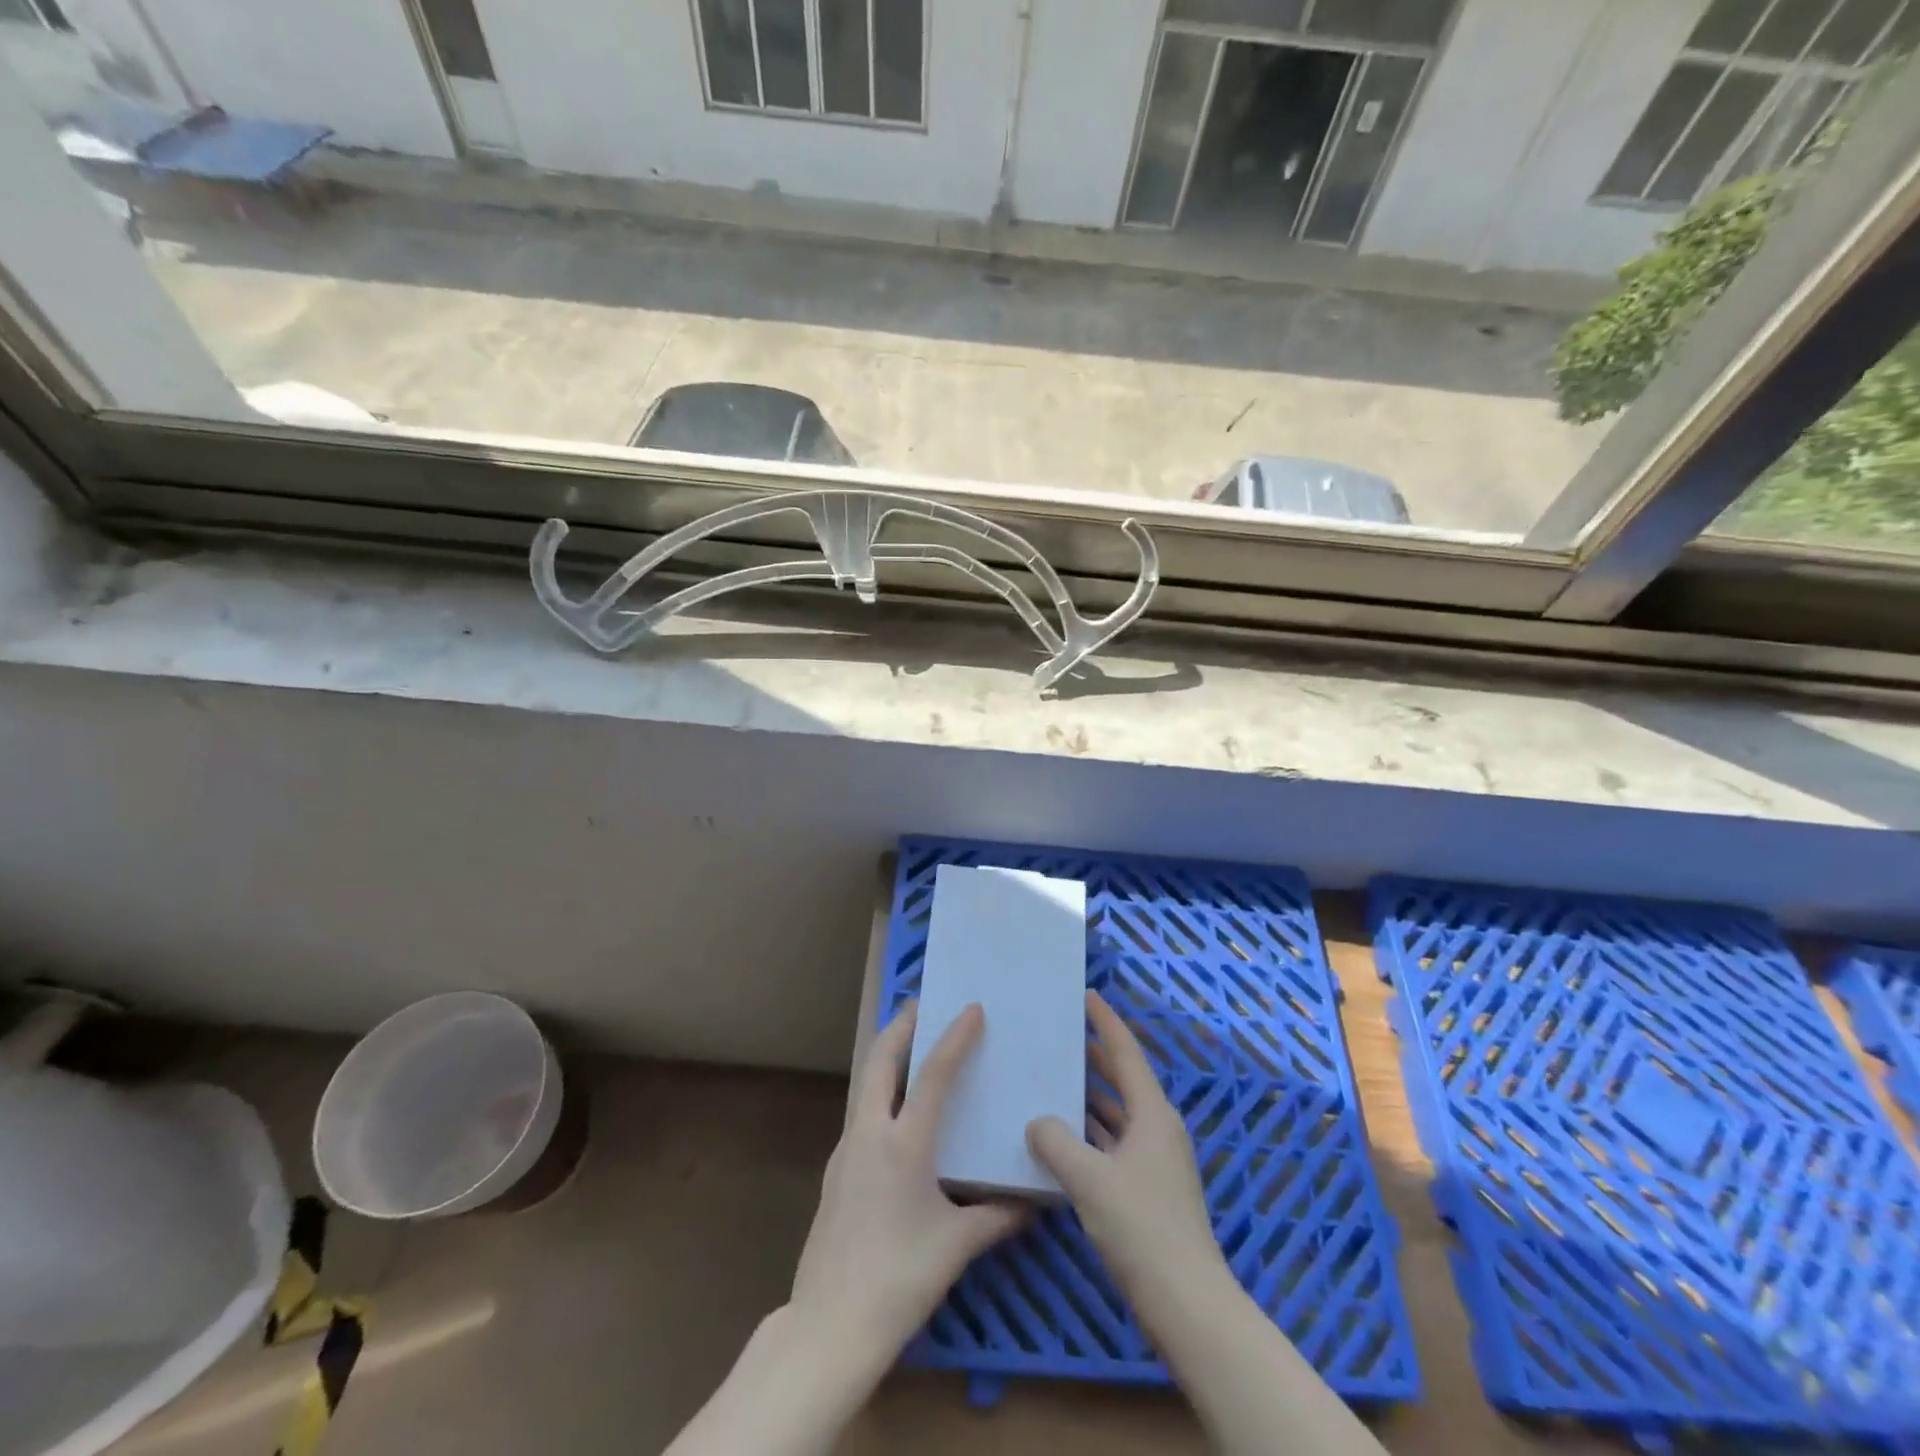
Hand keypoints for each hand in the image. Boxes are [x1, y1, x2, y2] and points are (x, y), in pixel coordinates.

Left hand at [787, 1002, 1026, 1380]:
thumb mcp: (957, 1246)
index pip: (933, 1073)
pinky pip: (863, 1113)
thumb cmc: (900, 1279)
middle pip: (881, 1059)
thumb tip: (1034, 1202)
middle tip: (924, 1005)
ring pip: (867, 1083)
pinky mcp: (837, 1171)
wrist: (829, 1326)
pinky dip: (882, 1093)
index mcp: (903, 1143)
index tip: (971, 1008)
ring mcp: (847, 1150)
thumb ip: (998, 1217)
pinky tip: (900, 1115)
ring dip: (889, 1057)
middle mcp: (870, 1133)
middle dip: (902, 1026)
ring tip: (915, 1049)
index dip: (953, 1036)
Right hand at [1027, 992, 1227, 1320]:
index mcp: (1153, 1114)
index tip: (1088, 995)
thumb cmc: (1141, 1227)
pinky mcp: (1149, 1192)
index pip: (1126, 1054)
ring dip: (1090, 1100)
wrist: (1187, 1303)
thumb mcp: (1088, 1178)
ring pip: (1118, 1116)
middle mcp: (1158, 1130)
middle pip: (1124, 1082)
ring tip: (1054, 1082)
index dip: (1106, 1023)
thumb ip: (1055, 1142)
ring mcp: (1156, 1163)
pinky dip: (1091, 1136)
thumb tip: (1037, 1122)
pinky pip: (1114, 1146)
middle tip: (1063, 1036)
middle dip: (1096, 1058)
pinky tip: (1063, 1141)